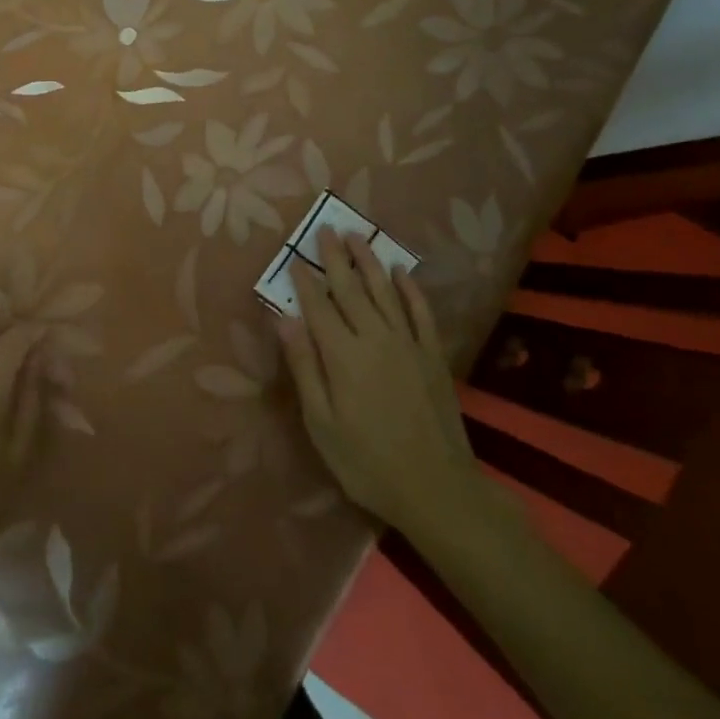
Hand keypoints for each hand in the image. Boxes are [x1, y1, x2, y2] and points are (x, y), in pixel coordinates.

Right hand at [275, 228, 483, 532]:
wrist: (436, 488)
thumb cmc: (366, 462)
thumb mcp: (321, 423)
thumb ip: (304, 367)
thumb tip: (283, 319)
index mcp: (342, 355)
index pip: (318, 307)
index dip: (305, 281)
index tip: (294, 258)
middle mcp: (375, 338)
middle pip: (351, 289)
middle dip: (335, 258)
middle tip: (325, 230)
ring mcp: (408, 343)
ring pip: (384, 291)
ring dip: (369, 262)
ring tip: (357, 236)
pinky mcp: (432, 354)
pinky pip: (420, 311)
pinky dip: (410, 288)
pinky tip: (401, 271)